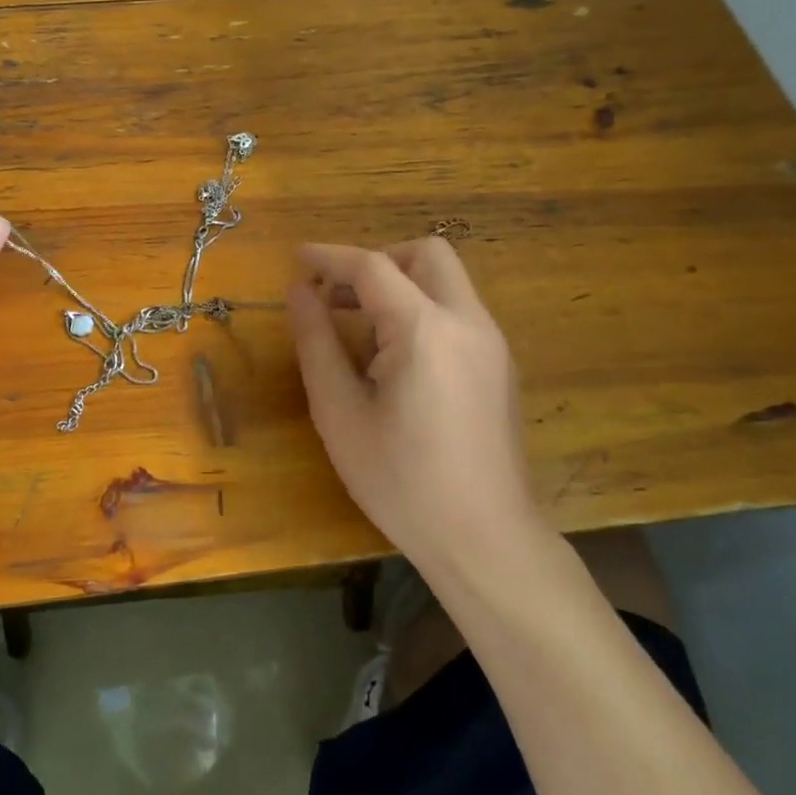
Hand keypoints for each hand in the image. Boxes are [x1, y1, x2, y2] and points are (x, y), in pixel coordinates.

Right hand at [286, 239, 552, 573]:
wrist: (485, 539)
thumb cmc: (400, 481)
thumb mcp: (340, 412)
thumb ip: (317, 342)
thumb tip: (300, 292)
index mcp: (425, 330)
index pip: (373, 267)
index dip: (329, 258)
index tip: (296, 261)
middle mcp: (468, 323)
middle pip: (426, 255)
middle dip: (377, 261)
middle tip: (339, 297)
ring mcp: (492, 344)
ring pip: (446, 282)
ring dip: (400, 285)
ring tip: (359, 328)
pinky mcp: (500, 366)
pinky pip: (458, 313)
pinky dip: (422, 311)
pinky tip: (396, 359)